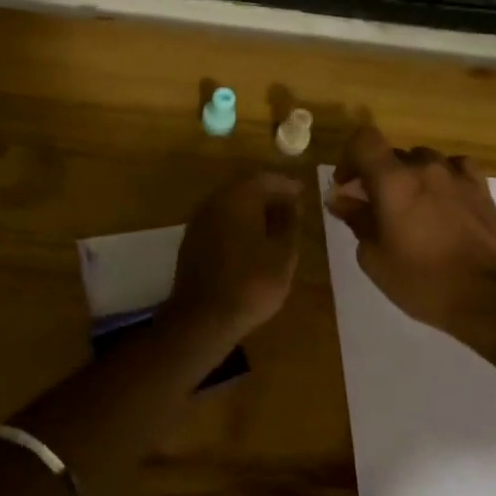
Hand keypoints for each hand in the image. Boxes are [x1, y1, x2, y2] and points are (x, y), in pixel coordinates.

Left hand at [167, 172, 301, 339]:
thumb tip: (291, 202)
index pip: (266, 178)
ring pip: (230, 202)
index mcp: (238, 196)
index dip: (286, 184)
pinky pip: (220, 219)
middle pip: (245, 187)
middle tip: (290, 206)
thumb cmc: (251, 283)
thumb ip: (289, 222)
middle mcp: (215, 200)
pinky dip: (237, 222)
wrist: (203, 317)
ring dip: (252, 208)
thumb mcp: (283, 254)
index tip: (303, 192)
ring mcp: (199, 219)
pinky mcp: (192, 238)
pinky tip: (250, 239)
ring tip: (274, 224)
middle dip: (268, 193)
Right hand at [326, 126, 495, 330]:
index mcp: (392, 180)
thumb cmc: (423, 281)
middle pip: (392, 154)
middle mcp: (424, 167)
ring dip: (410, 177)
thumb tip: (340, 198)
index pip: (364, 140)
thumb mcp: (374, 258)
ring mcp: (457, 175)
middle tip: (375, 208)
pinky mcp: (481, 189)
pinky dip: (444, 177)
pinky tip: (444, 199)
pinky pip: (456, 168)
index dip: (349, 157)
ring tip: (412, 208)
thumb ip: (356, 219)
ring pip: (423, 160)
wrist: (490, 299)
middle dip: (378, 175)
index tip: (346, 186)